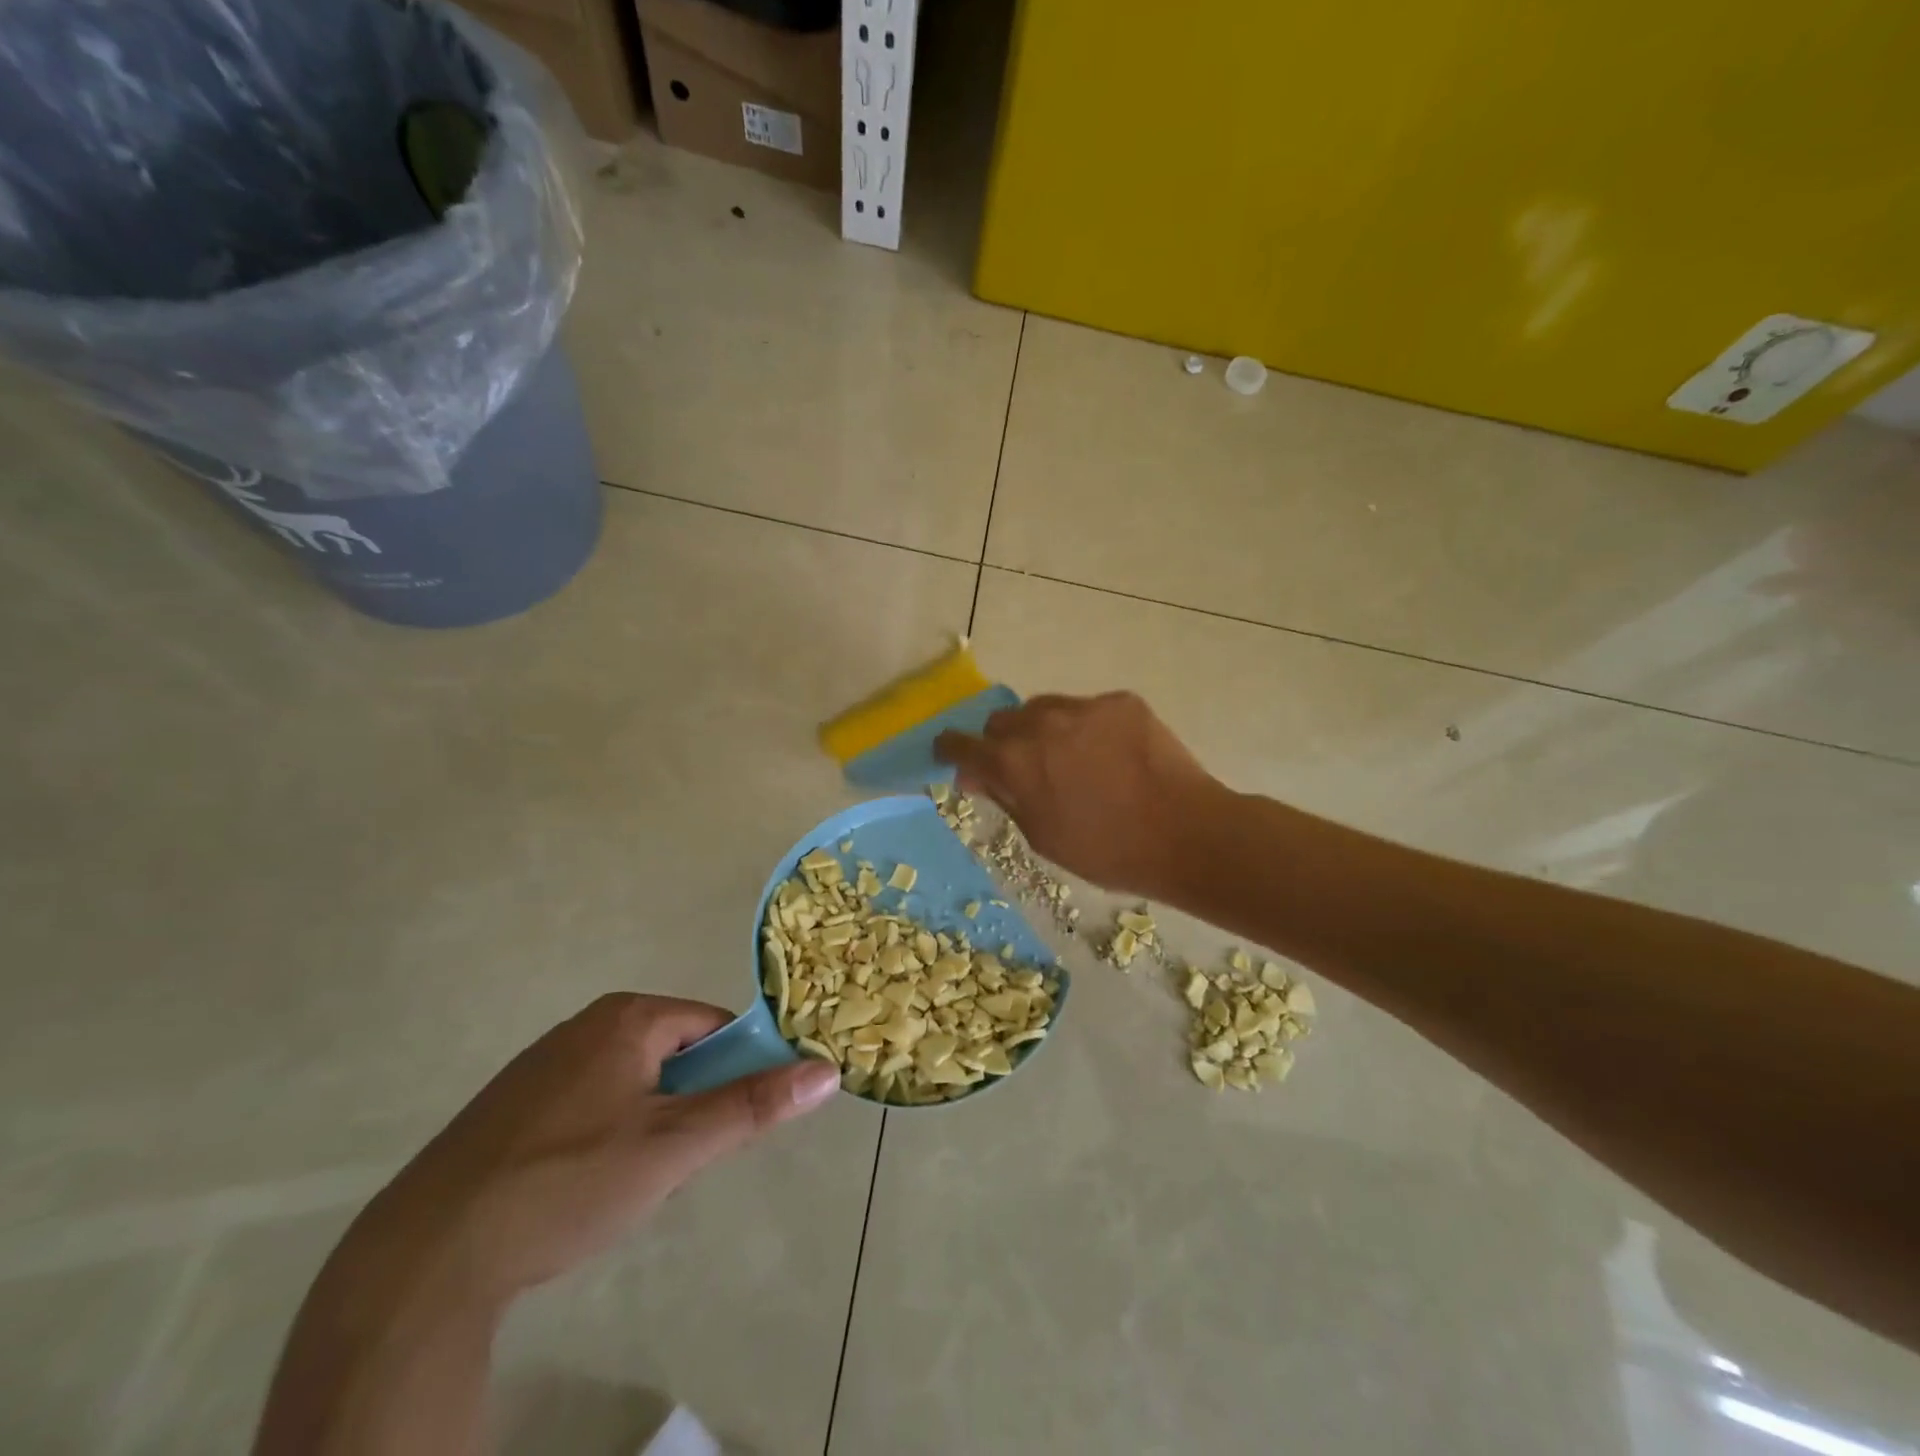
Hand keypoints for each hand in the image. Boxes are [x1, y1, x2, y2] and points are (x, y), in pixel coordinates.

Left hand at [338, 994, 839, 1312]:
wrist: (423, 1259)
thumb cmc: (566, 1183)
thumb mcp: (673, 1147)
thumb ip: (752, 1106)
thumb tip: (828, 1069)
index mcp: (628, 1017)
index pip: (713, 1025)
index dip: (733, 1070)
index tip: (726, 1126)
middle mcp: (586, 1024)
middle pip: (673, 1053)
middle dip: (686, 1104)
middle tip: (674, 1162)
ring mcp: (543, 1063)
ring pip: (632, 1082)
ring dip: (649, 1123)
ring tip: (627, 1182)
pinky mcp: (512, 1105)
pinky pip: (589, 1102)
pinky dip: (604, 1135)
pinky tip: (580, 1188)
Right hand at [934, 691, 1225, 897]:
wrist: (1184, 833)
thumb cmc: (1106, 851)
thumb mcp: (1041, 837)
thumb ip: (1005, 797)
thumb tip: (977, 775)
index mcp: (1013, 762)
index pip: (963, 744)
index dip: (951, 749)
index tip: (951, 753)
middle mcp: (1040, 724)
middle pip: (1002, 721)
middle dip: (1001, 742)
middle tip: (1023, 768)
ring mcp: (1083, 707)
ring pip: (1043, 708)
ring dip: (1042, 730)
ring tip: (1069, 759)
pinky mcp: (1120, 701)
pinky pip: (1087, 709)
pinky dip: (1086, 729)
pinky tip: (1110, 755)